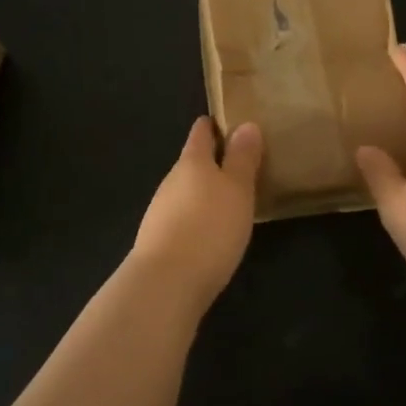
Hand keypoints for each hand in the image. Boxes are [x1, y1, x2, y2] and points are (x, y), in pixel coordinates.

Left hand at [129, 118, 262, 314]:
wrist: (166, 283)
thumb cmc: (209, 227)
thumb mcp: (237, 189)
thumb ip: (242, 158)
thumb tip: (246, 124)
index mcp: (192, 161)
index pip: (201, 132)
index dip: (215, 125)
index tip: (232, 123)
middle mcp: (172, 180)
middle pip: (192, 162)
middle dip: (213, 162)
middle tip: (242, 166)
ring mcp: (161, 210)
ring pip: (186, 191)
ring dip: (205, 192)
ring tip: (231, 200)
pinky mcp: (159, 239)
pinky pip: (182, 217)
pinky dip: (197, 217)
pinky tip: (211, 233)